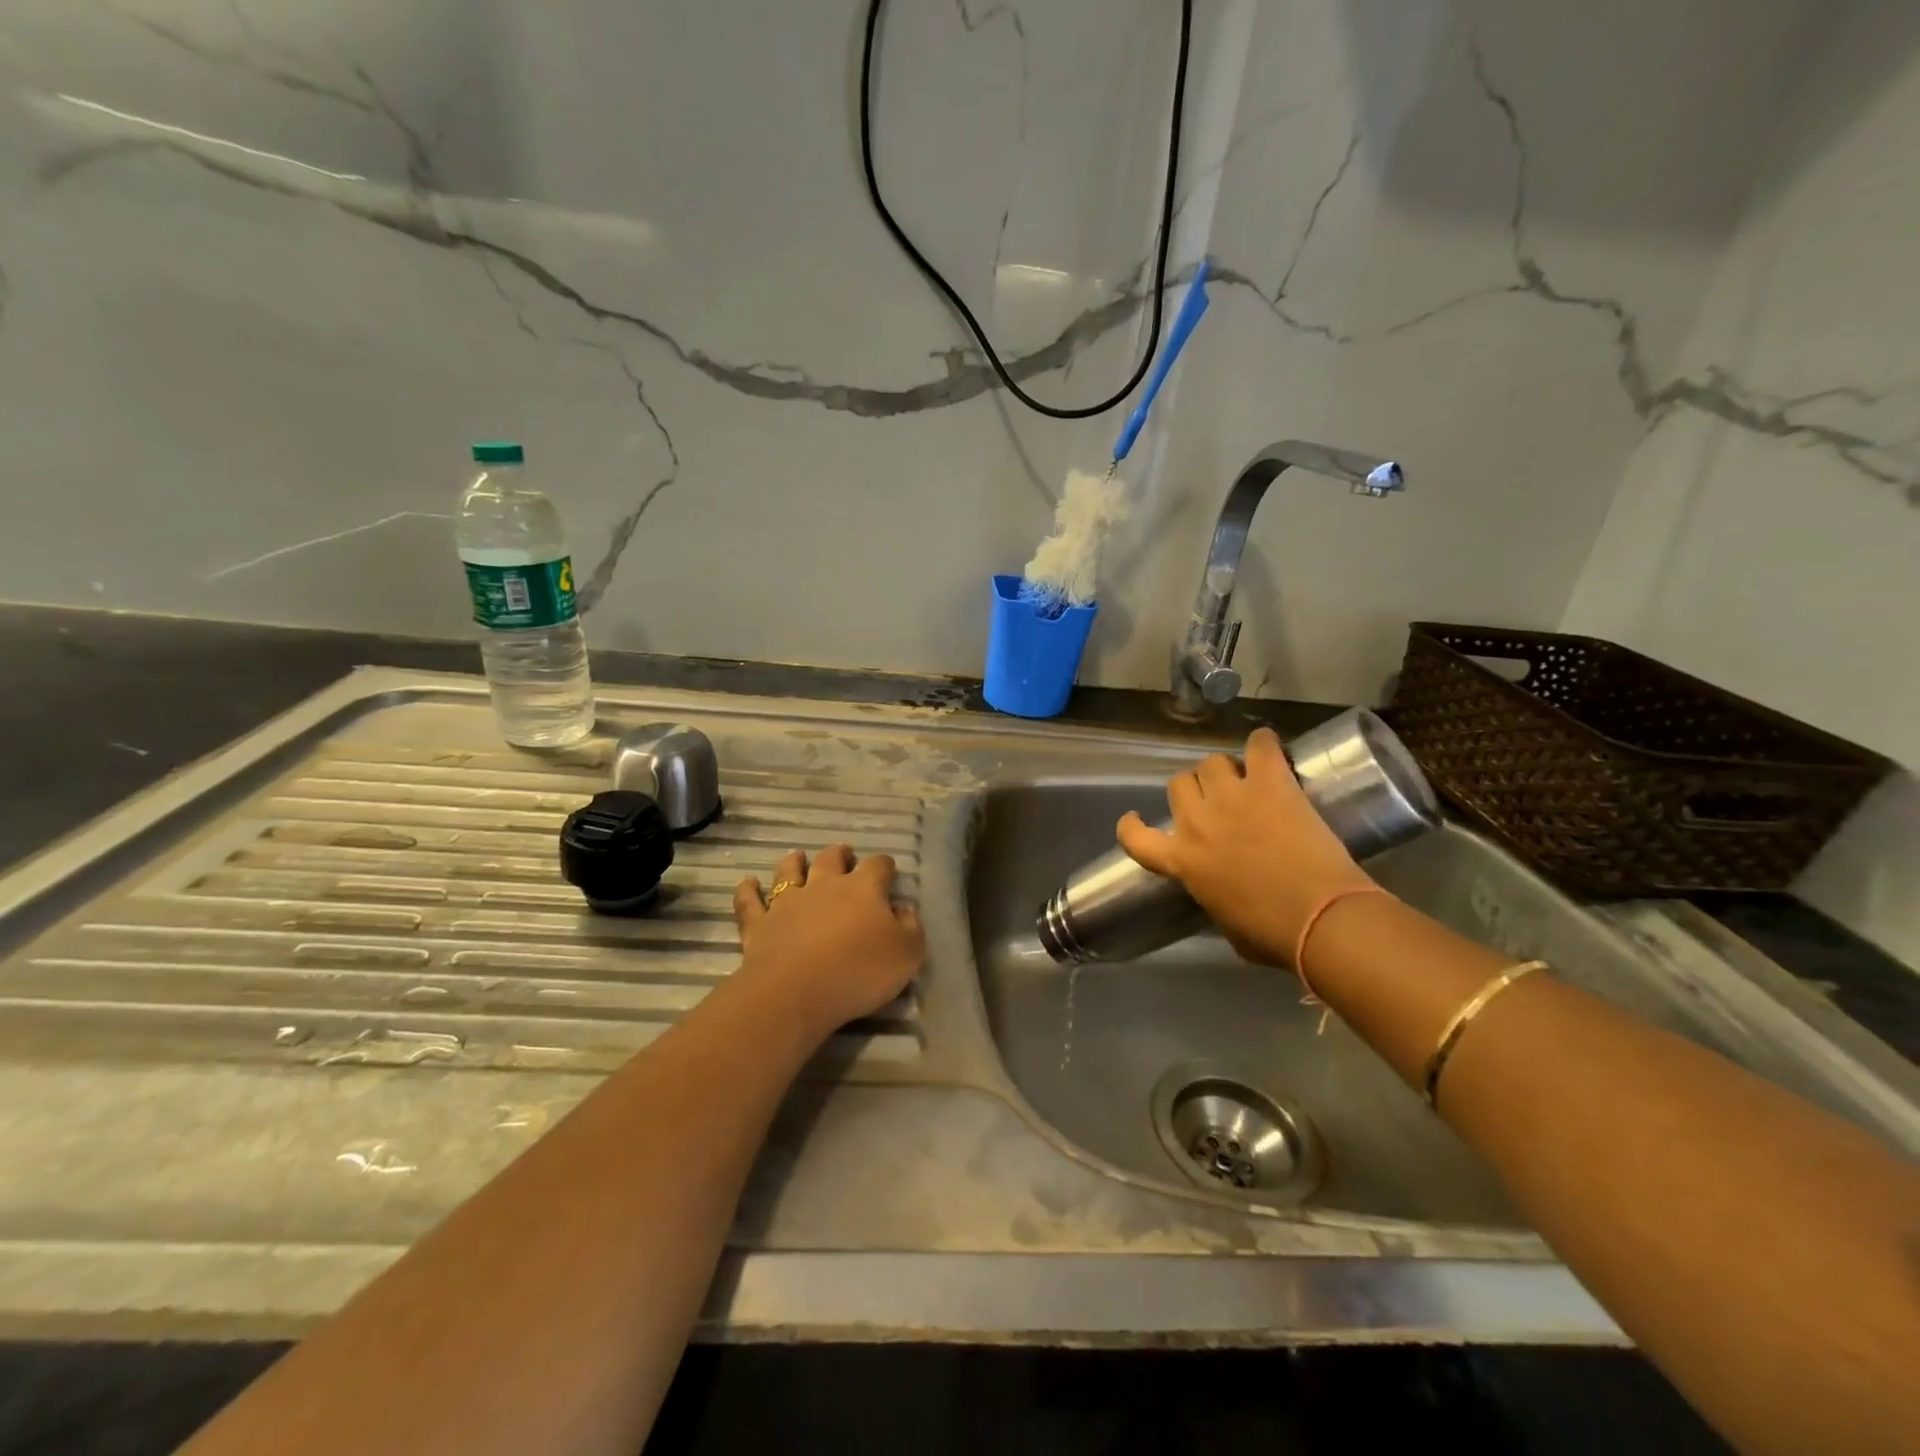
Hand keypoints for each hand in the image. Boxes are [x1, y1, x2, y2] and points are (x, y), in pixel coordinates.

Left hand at [732, 844, 924, 1038]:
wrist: (796, 991)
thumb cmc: (859, 971)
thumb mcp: (907, 954)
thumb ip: (910, 927)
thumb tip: (903, 910)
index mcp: (864, 888)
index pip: (878, 866)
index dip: (885, 866)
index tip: (889, 872)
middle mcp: (824, 885)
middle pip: (832, 859)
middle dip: (840, 855)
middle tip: (844, 854)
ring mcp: (788, 902)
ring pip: (789, 872)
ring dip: (794, 862)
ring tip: (797, 857)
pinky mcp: (759, 924)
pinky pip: (750, 901)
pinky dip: (748, 890)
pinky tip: (748, 883)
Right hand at [1116, 727, 1376, 968]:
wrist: (1320, 916)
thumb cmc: (1273, 935)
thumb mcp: (1226, 924)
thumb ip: (1213, 896)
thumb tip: (1223, 892)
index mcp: (1182, 861)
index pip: (1136, 838)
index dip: (1131, 826)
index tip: (1134, 819)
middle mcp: (1197, 823)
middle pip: (1178, 784)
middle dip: (1194, 791)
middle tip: (1216, 802)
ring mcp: (1232, 797)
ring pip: (1212, 762)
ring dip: (1224, 770)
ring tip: (1245, 779)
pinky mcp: (1270, 783)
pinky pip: (1260, 746)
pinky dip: (1263, 744)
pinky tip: (1268, 747)